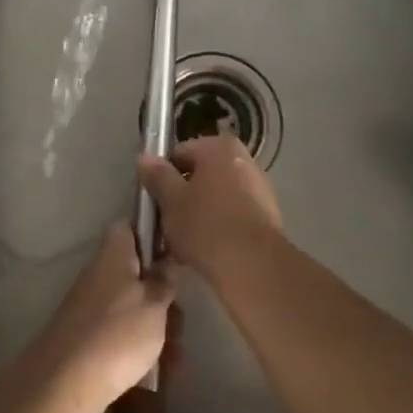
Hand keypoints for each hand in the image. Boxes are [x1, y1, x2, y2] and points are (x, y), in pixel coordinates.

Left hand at [27, 225, 172, 412]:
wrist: (66, 382)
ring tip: (177, 360)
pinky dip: (141, 348)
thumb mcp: (155, 304)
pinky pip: (121, 333)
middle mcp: (100, 273)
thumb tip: (164, 261)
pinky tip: (161, 372)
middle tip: (180, 321)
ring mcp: (91, 306)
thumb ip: (164, 281)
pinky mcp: (87, 336)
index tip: (174, 257)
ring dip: (158, 328)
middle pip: (136, 274)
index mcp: (114, 254)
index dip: (153, 237)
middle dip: (162, 298)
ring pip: (133, 307)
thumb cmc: (119, 333)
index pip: (131, 228)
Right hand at [137, 136, 284, 275]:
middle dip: (182, 197)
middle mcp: (243, 160)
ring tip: (183, 243)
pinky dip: (218, 227)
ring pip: (215, 197)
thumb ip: (157, 176)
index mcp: (219, 147)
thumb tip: (145, 157)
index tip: (154, 201)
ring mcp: (259, 188)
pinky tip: (205, 251)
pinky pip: (232, 215)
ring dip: (199, 214)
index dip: (162, 177)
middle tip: (166, 224)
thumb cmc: (206, 224)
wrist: (252, 265)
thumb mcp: (171, 200)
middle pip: (200, 176)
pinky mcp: (267, 216)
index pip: (179, 154)